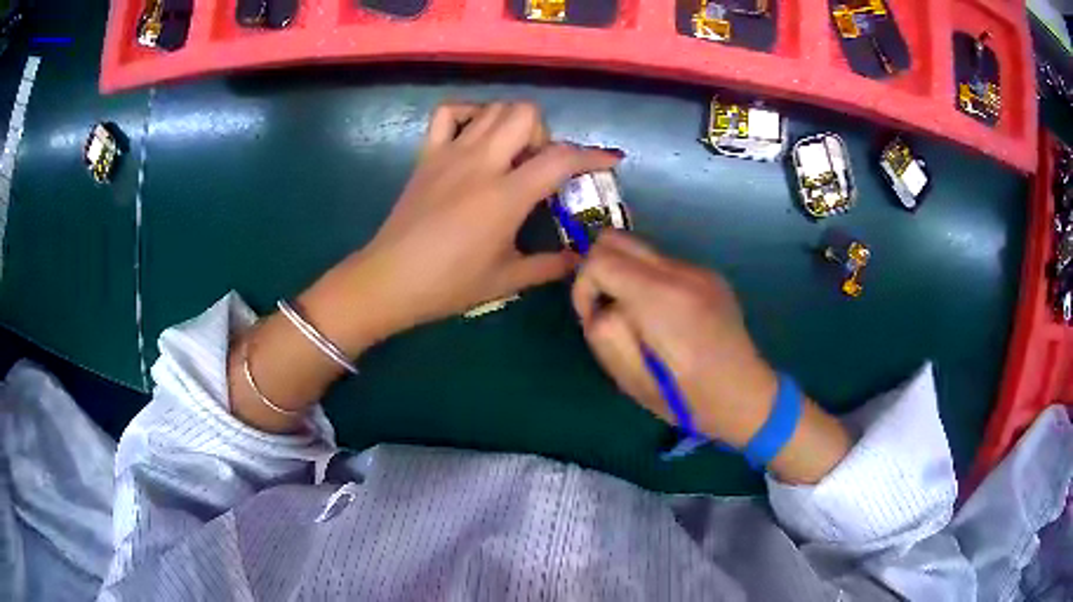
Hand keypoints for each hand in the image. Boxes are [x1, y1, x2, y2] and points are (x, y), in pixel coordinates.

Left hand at [231, 101, 620, 433]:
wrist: (389, 280)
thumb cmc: (449, 285)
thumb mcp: (507, 280)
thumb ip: (550, 266)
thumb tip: (580, 259)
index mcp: (506, 195)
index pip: (560, 158)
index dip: (593, 156)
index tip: (611, 160)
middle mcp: (481, 162)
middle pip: (525, 113)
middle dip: (545, 134)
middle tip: (540, 166)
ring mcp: (450, 153)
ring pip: (493, 108)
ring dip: (513, 123)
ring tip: (513, 154)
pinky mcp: (427, 154)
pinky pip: (448, 113)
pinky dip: (469, 114)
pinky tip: (476, 137)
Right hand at [572, 232, 849, 482]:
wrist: (746, 397)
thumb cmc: (687, 399)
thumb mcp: (631, 380)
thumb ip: (605, 332)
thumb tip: (599, 304)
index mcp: (661, 299)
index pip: (599, 259)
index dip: (583, 286)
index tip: (592, 316)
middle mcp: (681, 272)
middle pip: (616, 239)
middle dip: (599, 270)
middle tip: (608, 311)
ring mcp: (699, 270)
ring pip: (640, 251)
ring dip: (626, 277)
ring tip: (641, 321)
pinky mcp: (709, 276)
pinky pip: (663, 265)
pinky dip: (649, 282)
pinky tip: (666, 319)